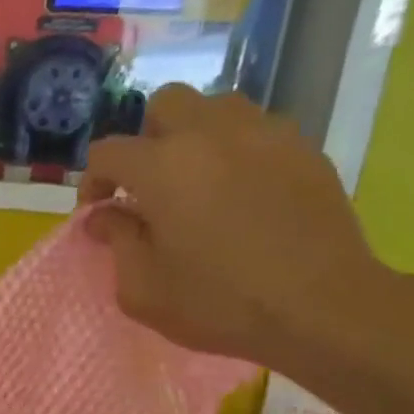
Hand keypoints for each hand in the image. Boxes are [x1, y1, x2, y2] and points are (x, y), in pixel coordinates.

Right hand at [78, 86, 391, 369]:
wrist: (321, 308)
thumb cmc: (219, 303)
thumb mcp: (143, 289)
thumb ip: (116, 242)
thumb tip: (104, 215)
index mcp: (162, 167)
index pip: (107, 151)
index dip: (93, 180)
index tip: (99, 211)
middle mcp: (211, 134)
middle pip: (164, 104)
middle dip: (146, 139)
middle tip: (149, 183)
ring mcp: (264, 135)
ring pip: (216, 107)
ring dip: (195, 135)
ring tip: (197, 179)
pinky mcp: (304, 149)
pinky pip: (258, 130)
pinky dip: (238, 150)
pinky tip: (242, 190)